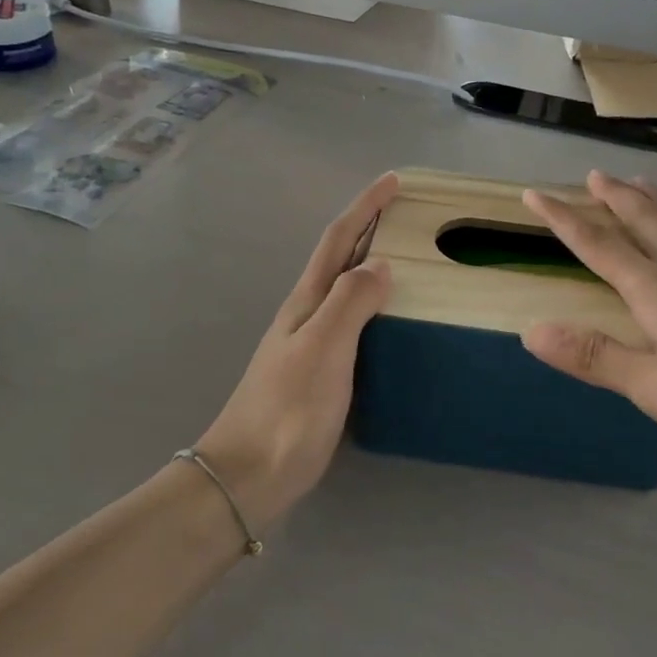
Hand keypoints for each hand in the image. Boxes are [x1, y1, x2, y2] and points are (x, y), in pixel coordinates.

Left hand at [196, 175, 397, 528]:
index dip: (364, 207)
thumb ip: (350, 303)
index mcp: (307, 302)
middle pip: (339, 258)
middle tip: (407, 213)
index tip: (393, 180)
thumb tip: (380, 263)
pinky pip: (352, 322)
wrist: (248, 475)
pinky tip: (390, 319)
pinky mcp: (319, 372)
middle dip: (369, 227)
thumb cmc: (287, 411)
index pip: (338, 240)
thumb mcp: (322, 349)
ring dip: (371, 264)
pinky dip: (373, 305)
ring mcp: (310, 344)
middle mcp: (307, 314)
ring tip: (407, 257)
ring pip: (345, 289)